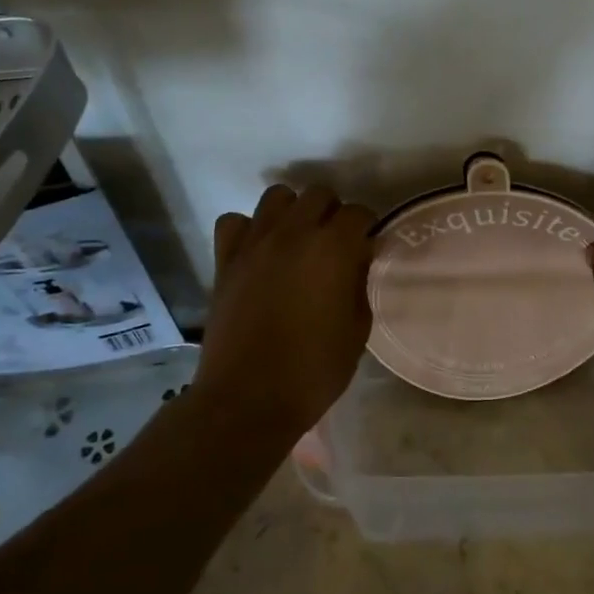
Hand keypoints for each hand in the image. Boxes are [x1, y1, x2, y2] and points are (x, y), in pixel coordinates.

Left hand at [195, 184, 375, 439]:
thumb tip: (356, 260)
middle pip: (319, 194)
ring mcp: (255, 242)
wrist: (248, 400)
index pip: (358, 213)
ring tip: (297, 239)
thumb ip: (359, 283)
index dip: (366, 228)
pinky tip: (258, 251)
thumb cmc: (313, 370)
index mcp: (332, 248)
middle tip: (334, 243)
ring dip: (292, 211)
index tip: (367, 248)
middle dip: (332, 212)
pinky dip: (248, 229)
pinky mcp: (225, 259)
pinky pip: (235, 221)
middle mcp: (294, 233)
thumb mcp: (357, 329)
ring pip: (276, 196)